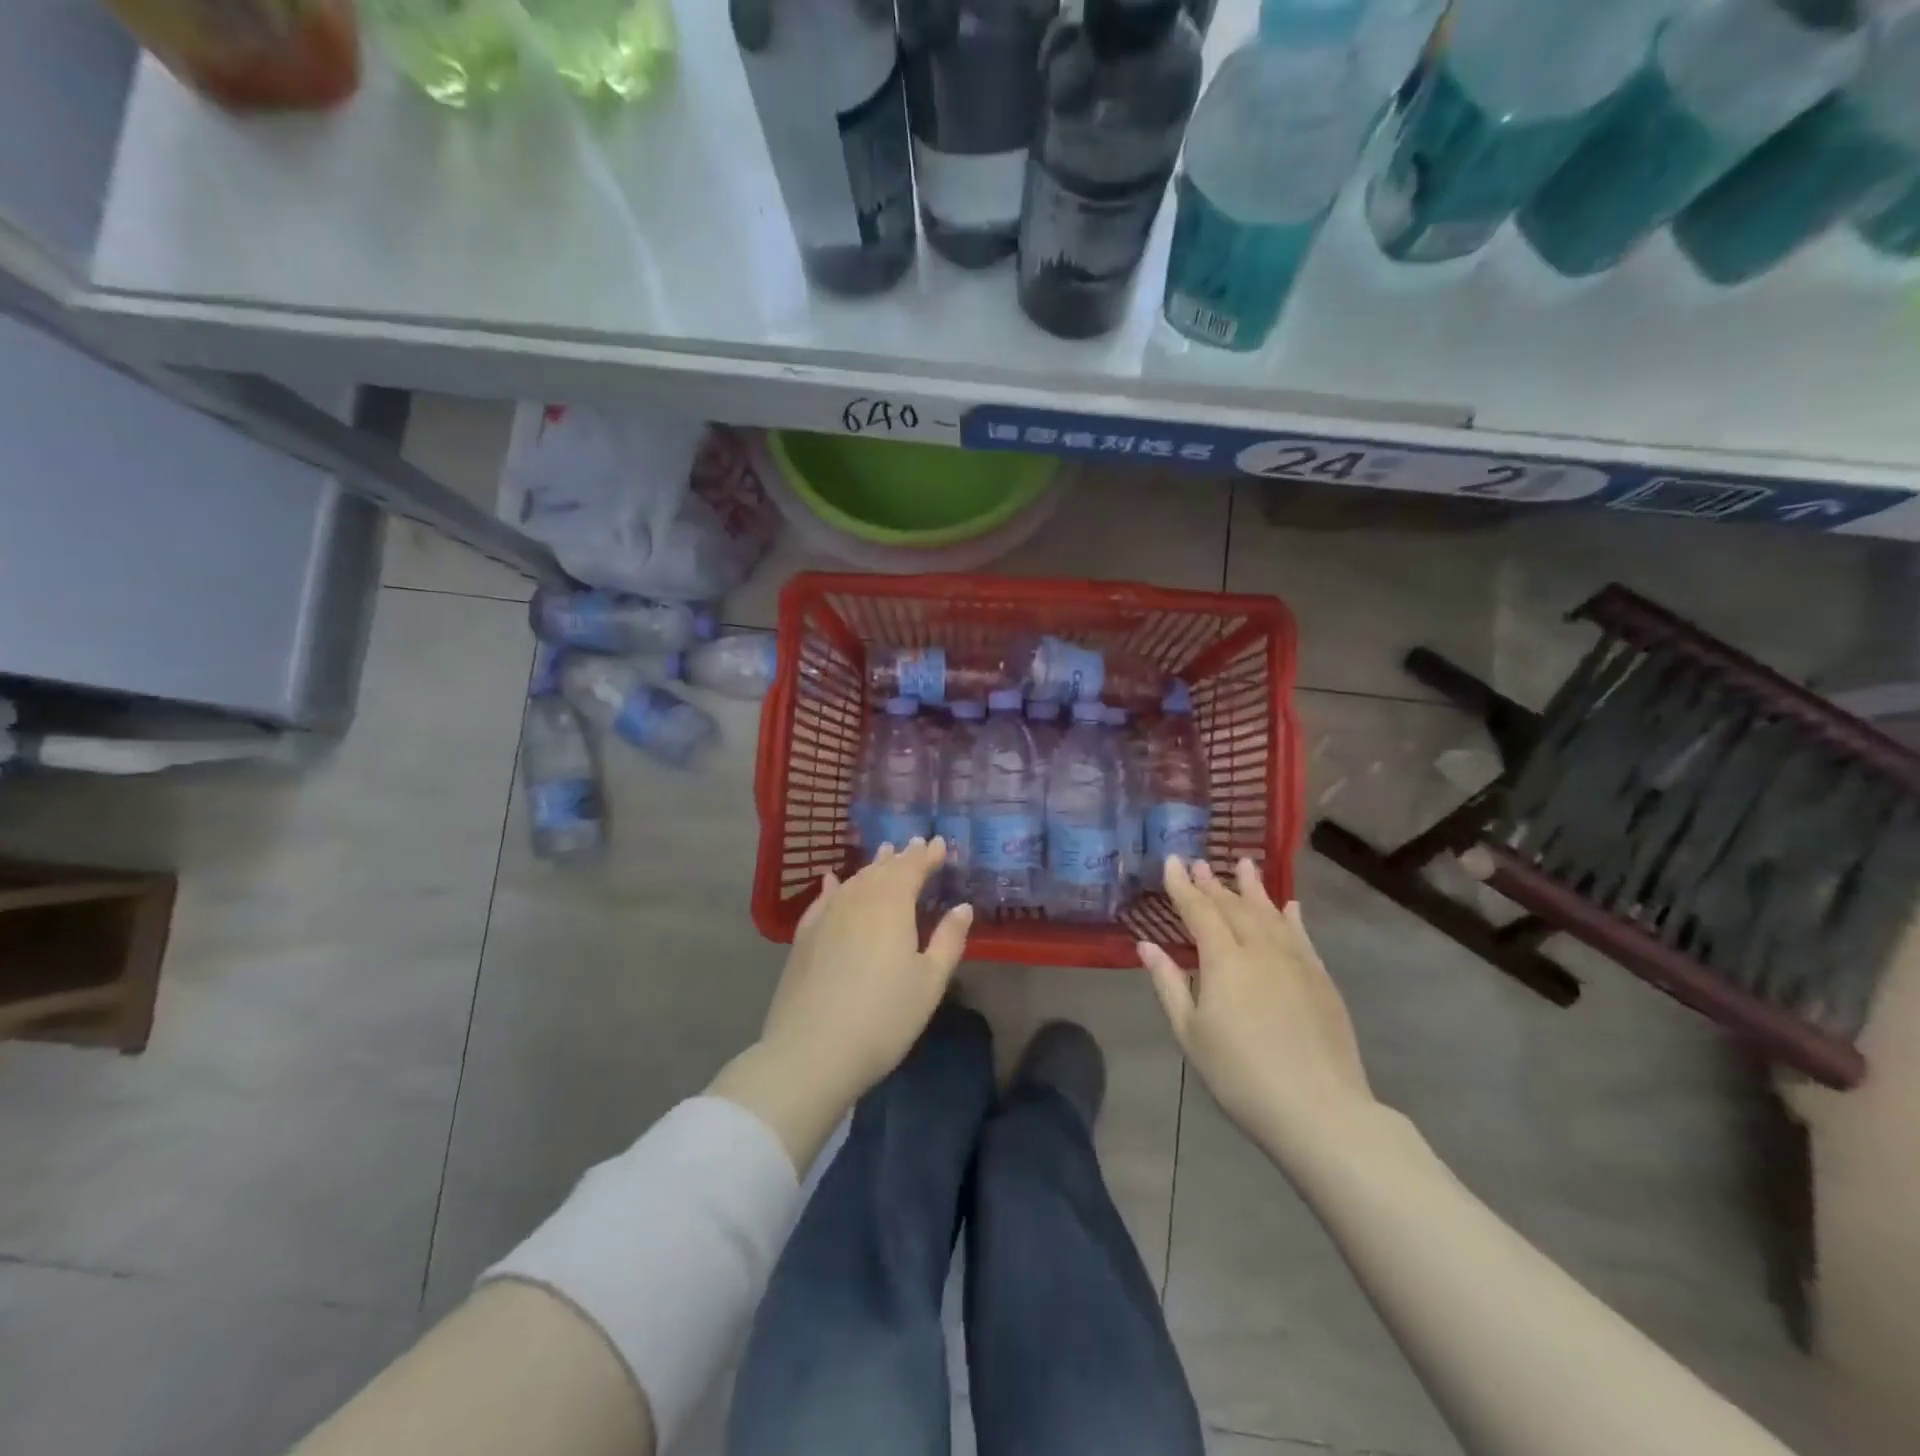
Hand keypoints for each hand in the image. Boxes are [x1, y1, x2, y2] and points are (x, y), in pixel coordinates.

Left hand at [759, 837, 972, 1114]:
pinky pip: (822, 900)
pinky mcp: (804, 937)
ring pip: (854, 881)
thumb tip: (962, 907)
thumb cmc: (884, 1017)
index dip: (926, 856)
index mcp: (892, 905)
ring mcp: (826, 916)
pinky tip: (833, 881)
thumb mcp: (929, 982)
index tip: (939, 844)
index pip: (912, 869)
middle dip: (901, 857)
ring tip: (883, 855)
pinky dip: (833, 886)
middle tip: (913, 843)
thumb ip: (948, 940)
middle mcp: (857, 900)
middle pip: (882, 871)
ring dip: (871, 867)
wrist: (812, 1050)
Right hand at [1138, 857, 1375, 1166]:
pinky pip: (1301, 935)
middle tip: (1200, 862)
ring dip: (1254, 888)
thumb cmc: (1240, 1075)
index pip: (1199, 911)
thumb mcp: (1191, 1033)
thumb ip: (1169, 984)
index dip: (1183, 886)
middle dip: (1214, 883)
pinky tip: (1289, 906)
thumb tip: (1147, 945)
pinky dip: (1291, 917)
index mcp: (1224, 960)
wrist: (1319, 1109)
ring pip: (1270, 913)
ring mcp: (1296, 961)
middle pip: (1234, 907)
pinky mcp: (1321, 979)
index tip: (1172, 860)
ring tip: (1244, 864)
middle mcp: (1260, 949)